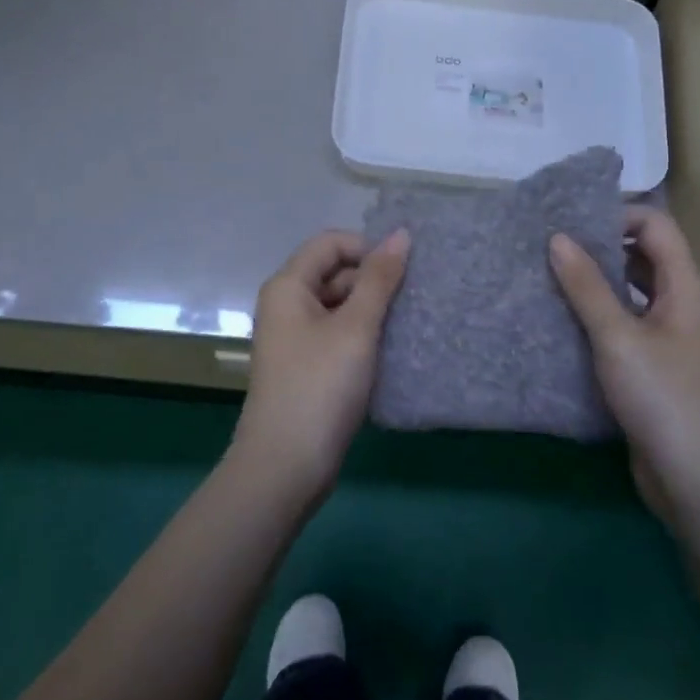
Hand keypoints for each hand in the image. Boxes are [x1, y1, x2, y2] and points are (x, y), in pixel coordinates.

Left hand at [231, 228, 409, 501]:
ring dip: (371, 309)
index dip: (368, 248)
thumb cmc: (320, 386)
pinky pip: (337, 334)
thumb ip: (380, 279)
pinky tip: (389, 350)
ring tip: (407, 325)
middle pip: (334, 272)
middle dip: (373, 280)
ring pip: (339, 305)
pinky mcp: (306, 365)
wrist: (286, 465)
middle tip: (413, 301)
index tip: (403, 272)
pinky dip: (362, 335)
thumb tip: (401, 234)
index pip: (331, 243)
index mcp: (288, 286)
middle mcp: (286, 305)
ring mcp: (294, 337)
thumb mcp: (356, 327)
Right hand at [549, 207, 699, 526]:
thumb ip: (587, 286)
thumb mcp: (618, 337)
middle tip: (550, 244)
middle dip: (599, 245)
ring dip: (595, 282)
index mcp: (684, 285)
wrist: (696, 478)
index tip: (569, 220)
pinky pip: (624, 323)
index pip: (655, 225)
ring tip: (548, 276)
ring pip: (631, 290)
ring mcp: (668, 335)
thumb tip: (557, 237)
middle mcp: (680, 302)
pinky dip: (597, 315)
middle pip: (642, 254)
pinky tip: (562, 320)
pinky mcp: (653, 364)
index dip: (616, 214)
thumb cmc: (663, 398)